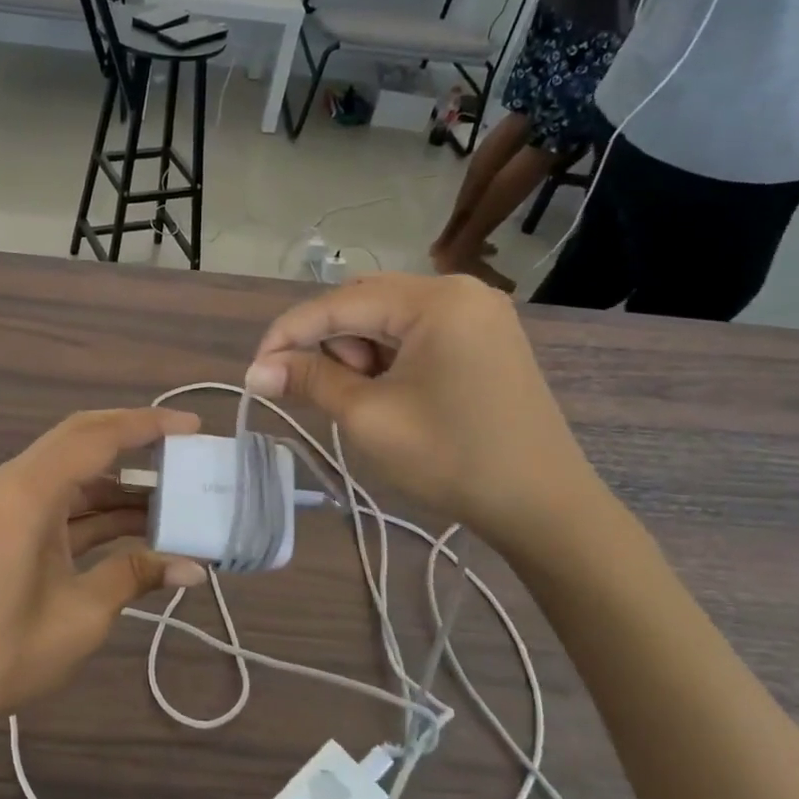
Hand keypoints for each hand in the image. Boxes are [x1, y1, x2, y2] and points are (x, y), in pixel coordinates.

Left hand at [0, 408, 207, 748]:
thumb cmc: (2, 652)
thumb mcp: (82, 615)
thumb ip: (135, 575)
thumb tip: (194, 568)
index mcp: (26, 493)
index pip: (96, 438)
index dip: (147, 426)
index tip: (194, 426)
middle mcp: (8, 482)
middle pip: (79, 440)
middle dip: (132, 439)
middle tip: (184, 448)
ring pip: (66, 472)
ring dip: (114, 482)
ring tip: (169, 497)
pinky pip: (50, 499)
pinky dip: (89, 507)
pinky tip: (128, 525)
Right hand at [245, 273, 600, 557]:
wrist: (543, 506)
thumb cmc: (452, 458)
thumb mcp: (369, 418)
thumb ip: (310, 381)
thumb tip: (257, 371)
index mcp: (435, 301)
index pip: (340, 304)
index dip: (289, 334)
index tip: (255, 371)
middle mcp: (459, 292)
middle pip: (364, 303)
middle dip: (328, 344)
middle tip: (315, 391)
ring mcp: (477, 315)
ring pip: (388, 319)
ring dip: (358, 352)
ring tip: (361, 401)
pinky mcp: (484, 339)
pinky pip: (416, 334)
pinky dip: (387, 358)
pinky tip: (387, 394)